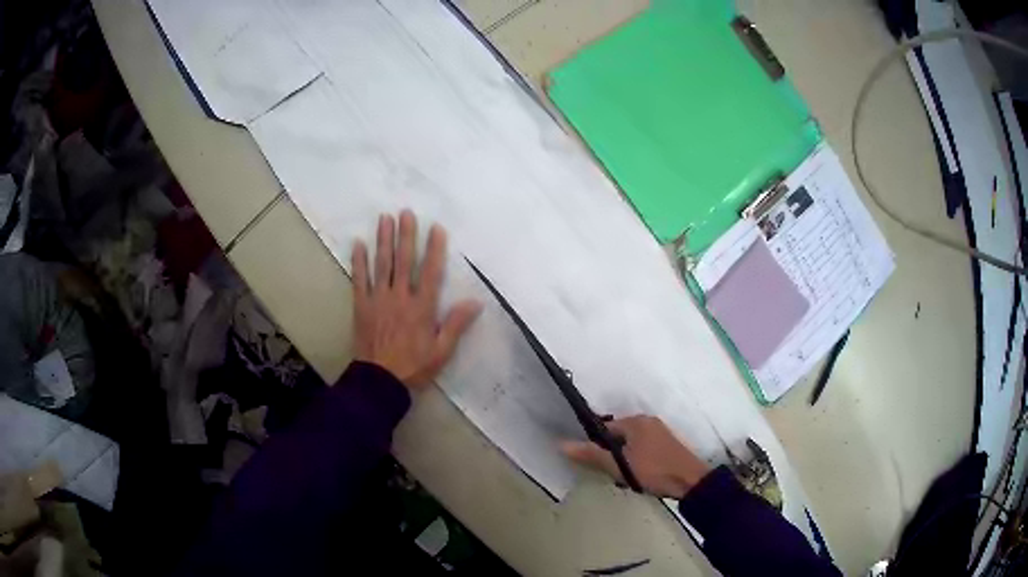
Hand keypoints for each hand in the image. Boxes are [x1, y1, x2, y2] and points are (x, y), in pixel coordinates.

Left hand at [351, 210, 481, 389]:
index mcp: (422, 307)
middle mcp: (400, 297)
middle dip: (406, 235)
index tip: (436, 228)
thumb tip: (476, 301)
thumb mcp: (442, 351)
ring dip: (383, 240)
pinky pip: (359, 279)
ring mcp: (378, 299)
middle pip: (404, 261)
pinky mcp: (361, 305)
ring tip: (385, 218)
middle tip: (406, 212)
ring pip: (382, 264)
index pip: (431, 272)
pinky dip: (359, 261)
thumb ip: (456, 324)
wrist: (379, 381)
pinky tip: (358, 243)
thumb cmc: (414, 367)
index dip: (434, 249)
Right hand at [561, 415, 710, 497]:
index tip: (597, 463)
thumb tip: (562, 444)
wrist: (690, 481)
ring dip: (625, 459)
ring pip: (631, 445)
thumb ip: (591, 455)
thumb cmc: (653, 470)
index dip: (597, 446)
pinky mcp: (668, 446)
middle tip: (613, 473)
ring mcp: (660, 433)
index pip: (606, 428)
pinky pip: (644, 449)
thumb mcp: (619, 465)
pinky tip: (640, 475)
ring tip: (626, 477)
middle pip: (619, 436)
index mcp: (636, 421)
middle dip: (612, 454)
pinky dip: (638, 461)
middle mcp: (648, 421)